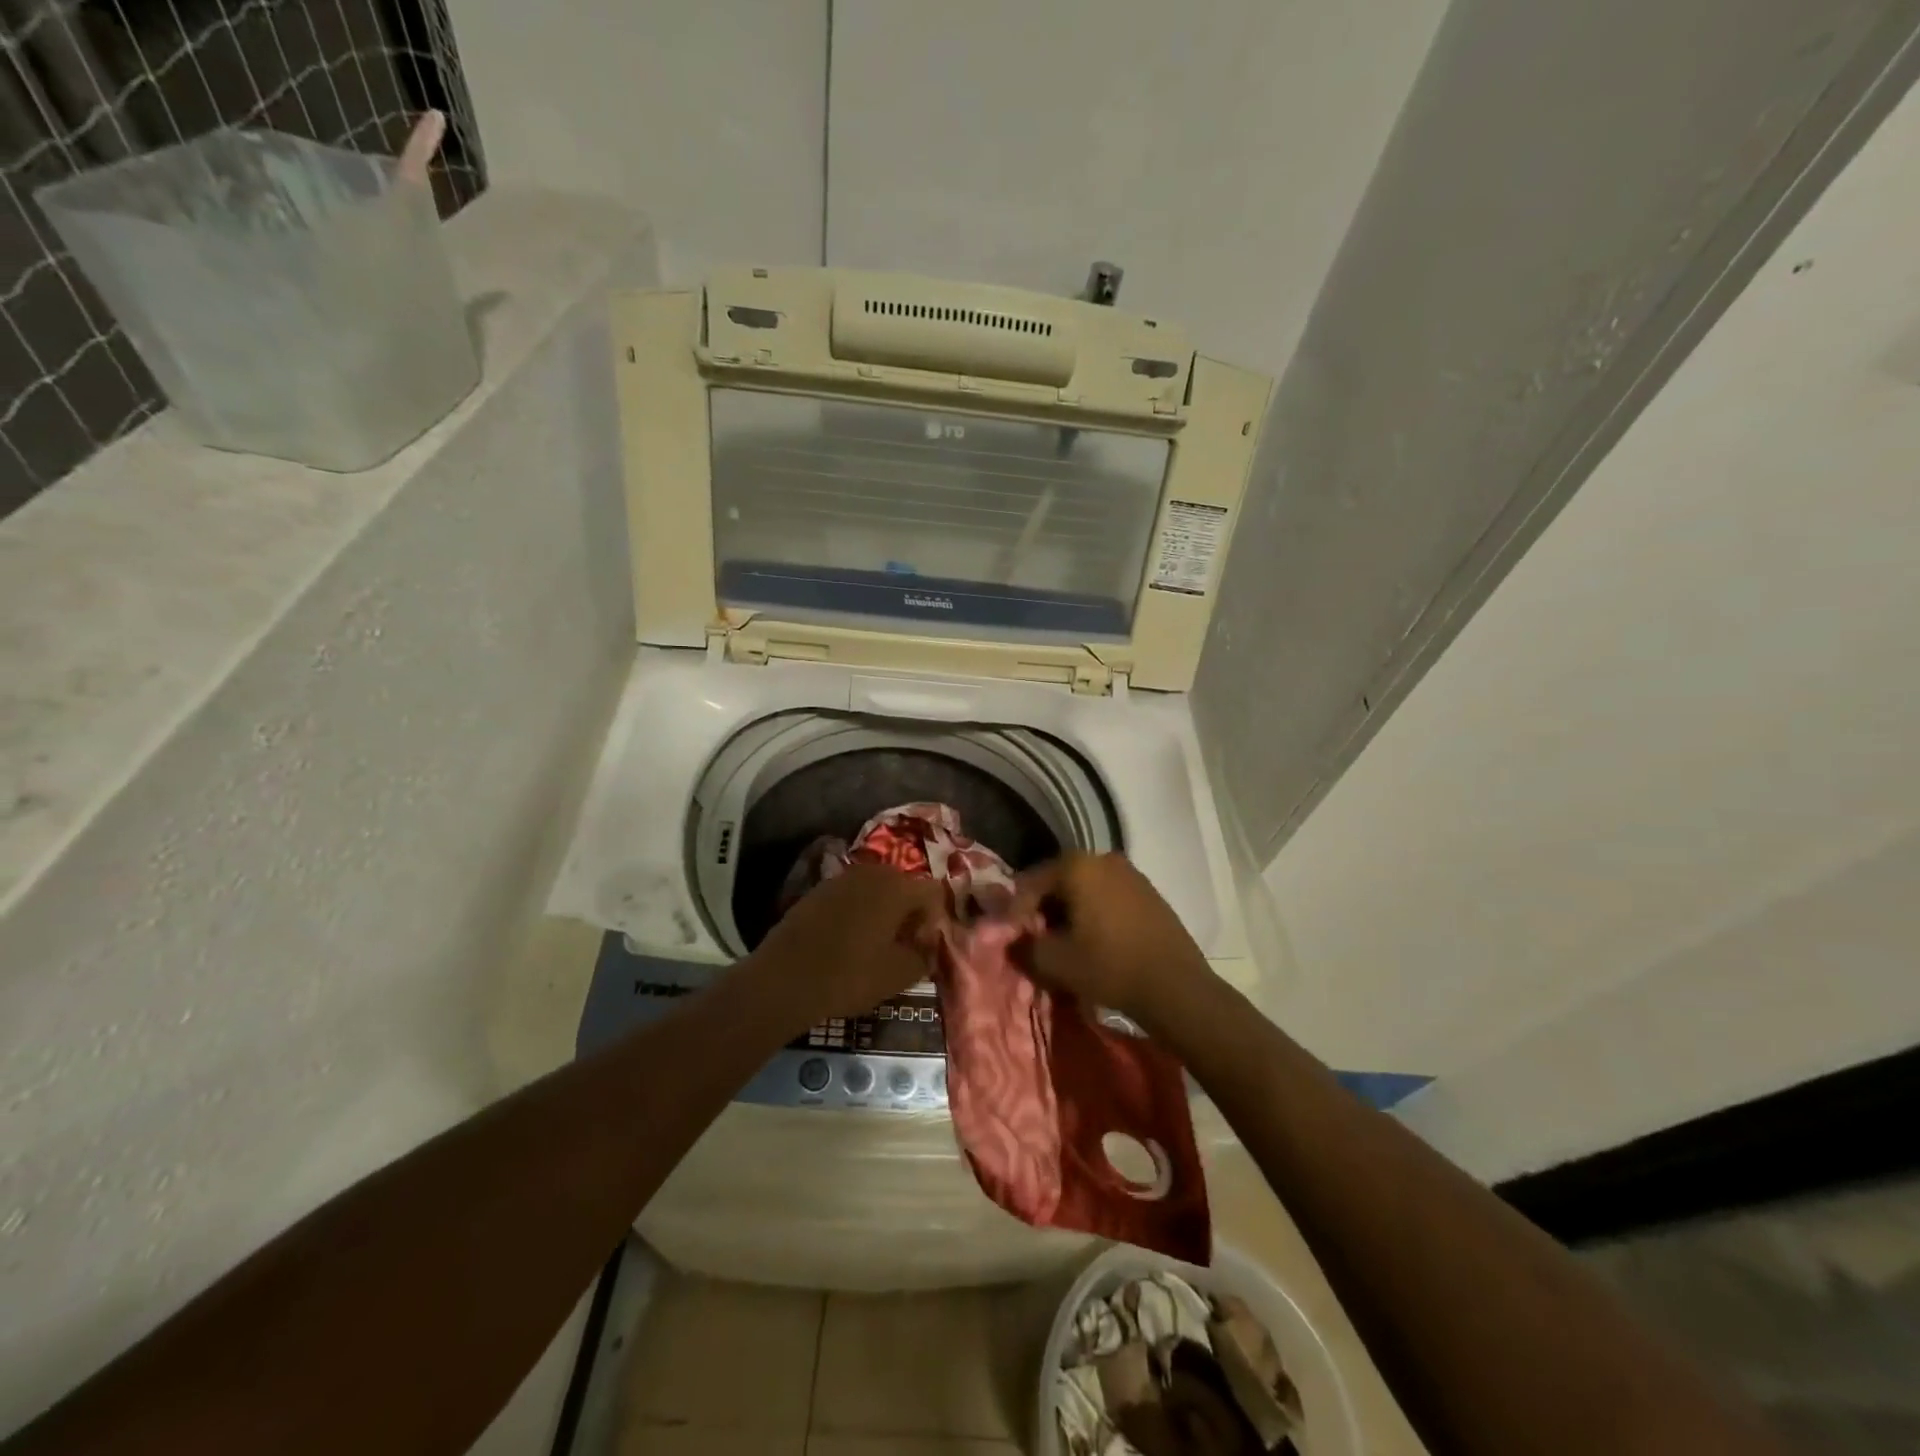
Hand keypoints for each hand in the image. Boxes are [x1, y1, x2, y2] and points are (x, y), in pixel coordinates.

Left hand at [743, 863, 947, 1028]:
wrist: (784, 979)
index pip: (932, 892)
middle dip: (908, 913)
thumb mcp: (898, 975)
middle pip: (903, 886)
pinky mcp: (817, 891)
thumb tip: (927, 947)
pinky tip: (847, 942)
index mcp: (898, 886)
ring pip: (875, 890)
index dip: (934, 920)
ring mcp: (841, 879)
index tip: (922, 948)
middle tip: (902, 946)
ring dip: (882, 912)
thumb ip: (924, 956)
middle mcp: (872, 873)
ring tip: (875, 945)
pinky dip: (856, 913)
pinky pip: (850, 897)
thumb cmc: (850, 975)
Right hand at [1010, 852, 1219, 1034]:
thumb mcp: (1056, 962)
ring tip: (1064, 944)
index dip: (1016, 911)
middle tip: (1035, 940)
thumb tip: (1013, 942)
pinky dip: (1094, 914)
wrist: (1177, 987)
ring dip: (1070, 912)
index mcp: (1077, 866)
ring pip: (1085, 889)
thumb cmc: (1110, 967)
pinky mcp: (1149, 893)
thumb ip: (1024, 947)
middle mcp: (1103, 859)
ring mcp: (1131, 874)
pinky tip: (1094, 942)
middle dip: (1043, 909)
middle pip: (1059, 882)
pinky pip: (1109, 897)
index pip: (1031, 882)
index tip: (1011, 937)